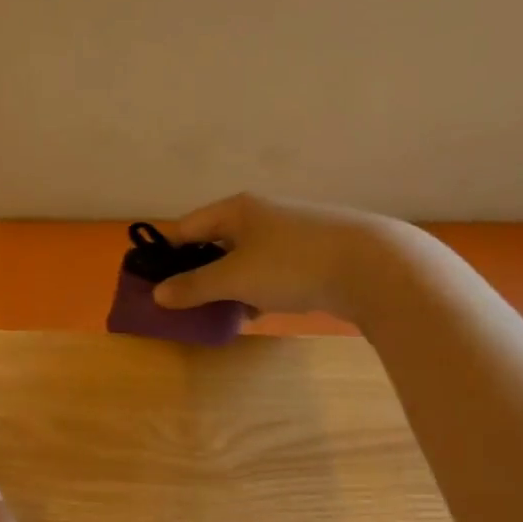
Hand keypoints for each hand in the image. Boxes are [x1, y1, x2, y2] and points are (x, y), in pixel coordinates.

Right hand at [151, 192, 406, 322]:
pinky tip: (257, 312)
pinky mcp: (310, 254)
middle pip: (214, 243)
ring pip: (243, 259)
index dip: (165, 254)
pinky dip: (256, 289)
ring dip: (228, 285)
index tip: (151, 283)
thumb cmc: (291, 265)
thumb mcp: (234, 278)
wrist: (371, 266)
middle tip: (183, 303)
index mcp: (236, 209)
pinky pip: (269, 271)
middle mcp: (260, 214)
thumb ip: (194, 286)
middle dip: (197, 273)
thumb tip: (158, 294)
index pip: (186, 228)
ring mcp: (288, 233)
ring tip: (218, 312)